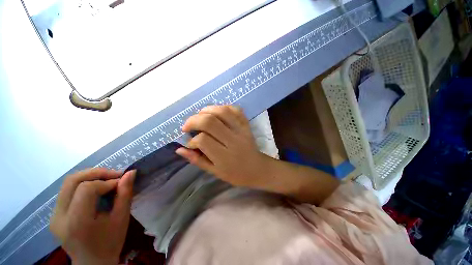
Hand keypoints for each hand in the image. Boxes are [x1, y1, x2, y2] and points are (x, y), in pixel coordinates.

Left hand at [50, 168, 135, 264]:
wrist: (93, 263)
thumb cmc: (110, 243)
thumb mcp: (121, 219)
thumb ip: (125, 194)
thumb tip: (130, 173)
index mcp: (76, 222)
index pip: (87, 189)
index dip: (106, 182)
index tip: (121, 183)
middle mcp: (59, 217)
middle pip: (72, 181)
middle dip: (96, 173)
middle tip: (115, 175)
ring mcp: (54, 216)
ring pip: (68, 183)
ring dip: (90, 176)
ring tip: (107, 180)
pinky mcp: (54, 215)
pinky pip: (67, 191)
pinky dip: (84, 184)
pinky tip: (96, 189)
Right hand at [176, 105, 268, 187]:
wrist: (257, 169)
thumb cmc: (235, 174)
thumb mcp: (215, 171)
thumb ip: (197, 160)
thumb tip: (179, 149)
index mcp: (224, 156)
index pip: (203, 140)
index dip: (192, 140)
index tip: (191, 144)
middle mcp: (233, 140)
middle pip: (210, 121)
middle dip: (194, 120)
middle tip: (187, 126)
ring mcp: (241, 130)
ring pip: (222, 111)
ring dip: (206, 110)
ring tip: (200, 116)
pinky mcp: (246, 125)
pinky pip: (235, 109)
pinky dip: (223, 107)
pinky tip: (216, 112)